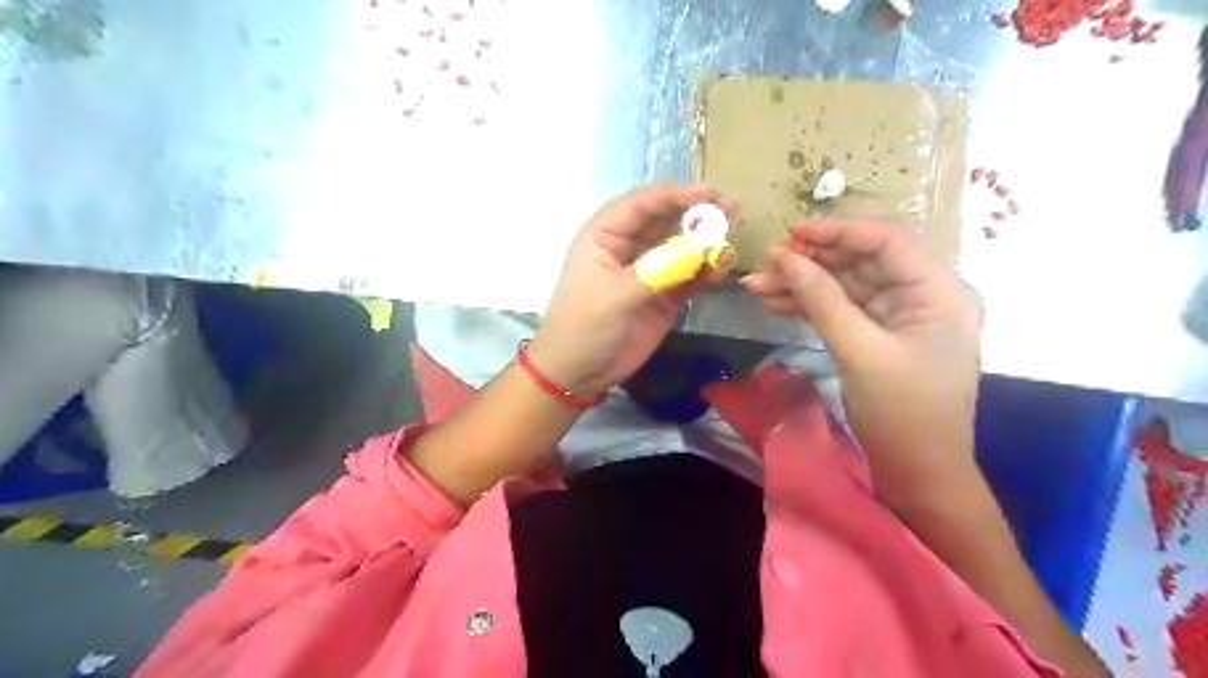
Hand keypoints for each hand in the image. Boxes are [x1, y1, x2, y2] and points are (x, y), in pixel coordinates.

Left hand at [529, 183, 736, 399]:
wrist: (579, 373)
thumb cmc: (584, 326)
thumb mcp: (615, 295)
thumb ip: (657, 271)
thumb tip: (699, 249)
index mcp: (605, 235)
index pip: (641, 204)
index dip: (674, 195)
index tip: (708, 194)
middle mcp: (629, 247)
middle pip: (666, 220)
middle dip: (697, 214)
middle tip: (731, 209)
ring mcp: (649, 271)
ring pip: (682, 247)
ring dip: (706, 244)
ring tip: (729, 248)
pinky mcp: (664, 295)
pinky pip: (690, 276)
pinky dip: (707, 272)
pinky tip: (721, 271)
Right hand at [743, 221, 986, 504]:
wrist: (918, 471)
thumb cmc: (902, 412)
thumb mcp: (860, 350)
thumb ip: (822, 299)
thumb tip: (783, 257)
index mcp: (938, 291)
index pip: (886, 242)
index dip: (837, 231)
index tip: (790, 232)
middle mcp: (921, 295)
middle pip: (860, 263)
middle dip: (811, 262)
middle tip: (764, 263)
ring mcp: (898, 317)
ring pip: (845, 286)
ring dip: (802, 285)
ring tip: (756, 286)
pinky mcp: (878, 336)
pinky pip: (841, 310)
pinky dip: (810, 307)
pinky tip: (776, 304)